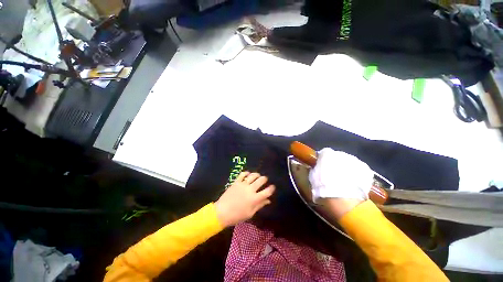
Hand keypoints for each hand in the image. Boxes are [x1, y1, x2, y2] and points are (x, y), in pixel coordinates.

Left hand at [214, 172, 274, 227]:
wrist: (222, 212)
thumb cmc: (237, 216)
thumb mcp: (250, 213)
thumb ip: (260, 205)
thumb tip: (268, 200)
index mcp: (255, 199)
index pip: (267, 191)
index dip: (271, 188)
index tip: (273, 187)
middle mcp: (250, 189)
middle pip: (261, 180)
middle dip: (265, 179)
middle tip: (265, 180)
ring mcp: (243, 184)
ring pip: (253, 175)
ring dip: (257, 175)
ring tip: (258, 176)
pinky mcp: (236, 182)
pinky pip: (242, 174)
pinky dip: (246, 173)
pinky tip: (248, 174)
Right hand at [309, 148, 373, 218]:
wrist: (343, 199)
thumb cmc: (323, 186)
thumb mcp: (312, 176)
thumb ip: (315, 168)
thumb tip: (316, 168)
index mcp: (327, 154)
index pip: (324, 152)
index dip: (323, 160)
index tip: (322, 167)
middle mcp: (341, 153)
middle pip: (337, 156)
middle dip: (336, 163)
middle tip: (334, 174)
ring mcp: (355, 160)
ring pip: (349, 162)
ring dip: (347, 168)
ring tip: (345, 180)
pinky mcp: (366, 169)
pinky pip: (359, 169)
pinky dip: (357, 174)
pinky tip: (355, 183)